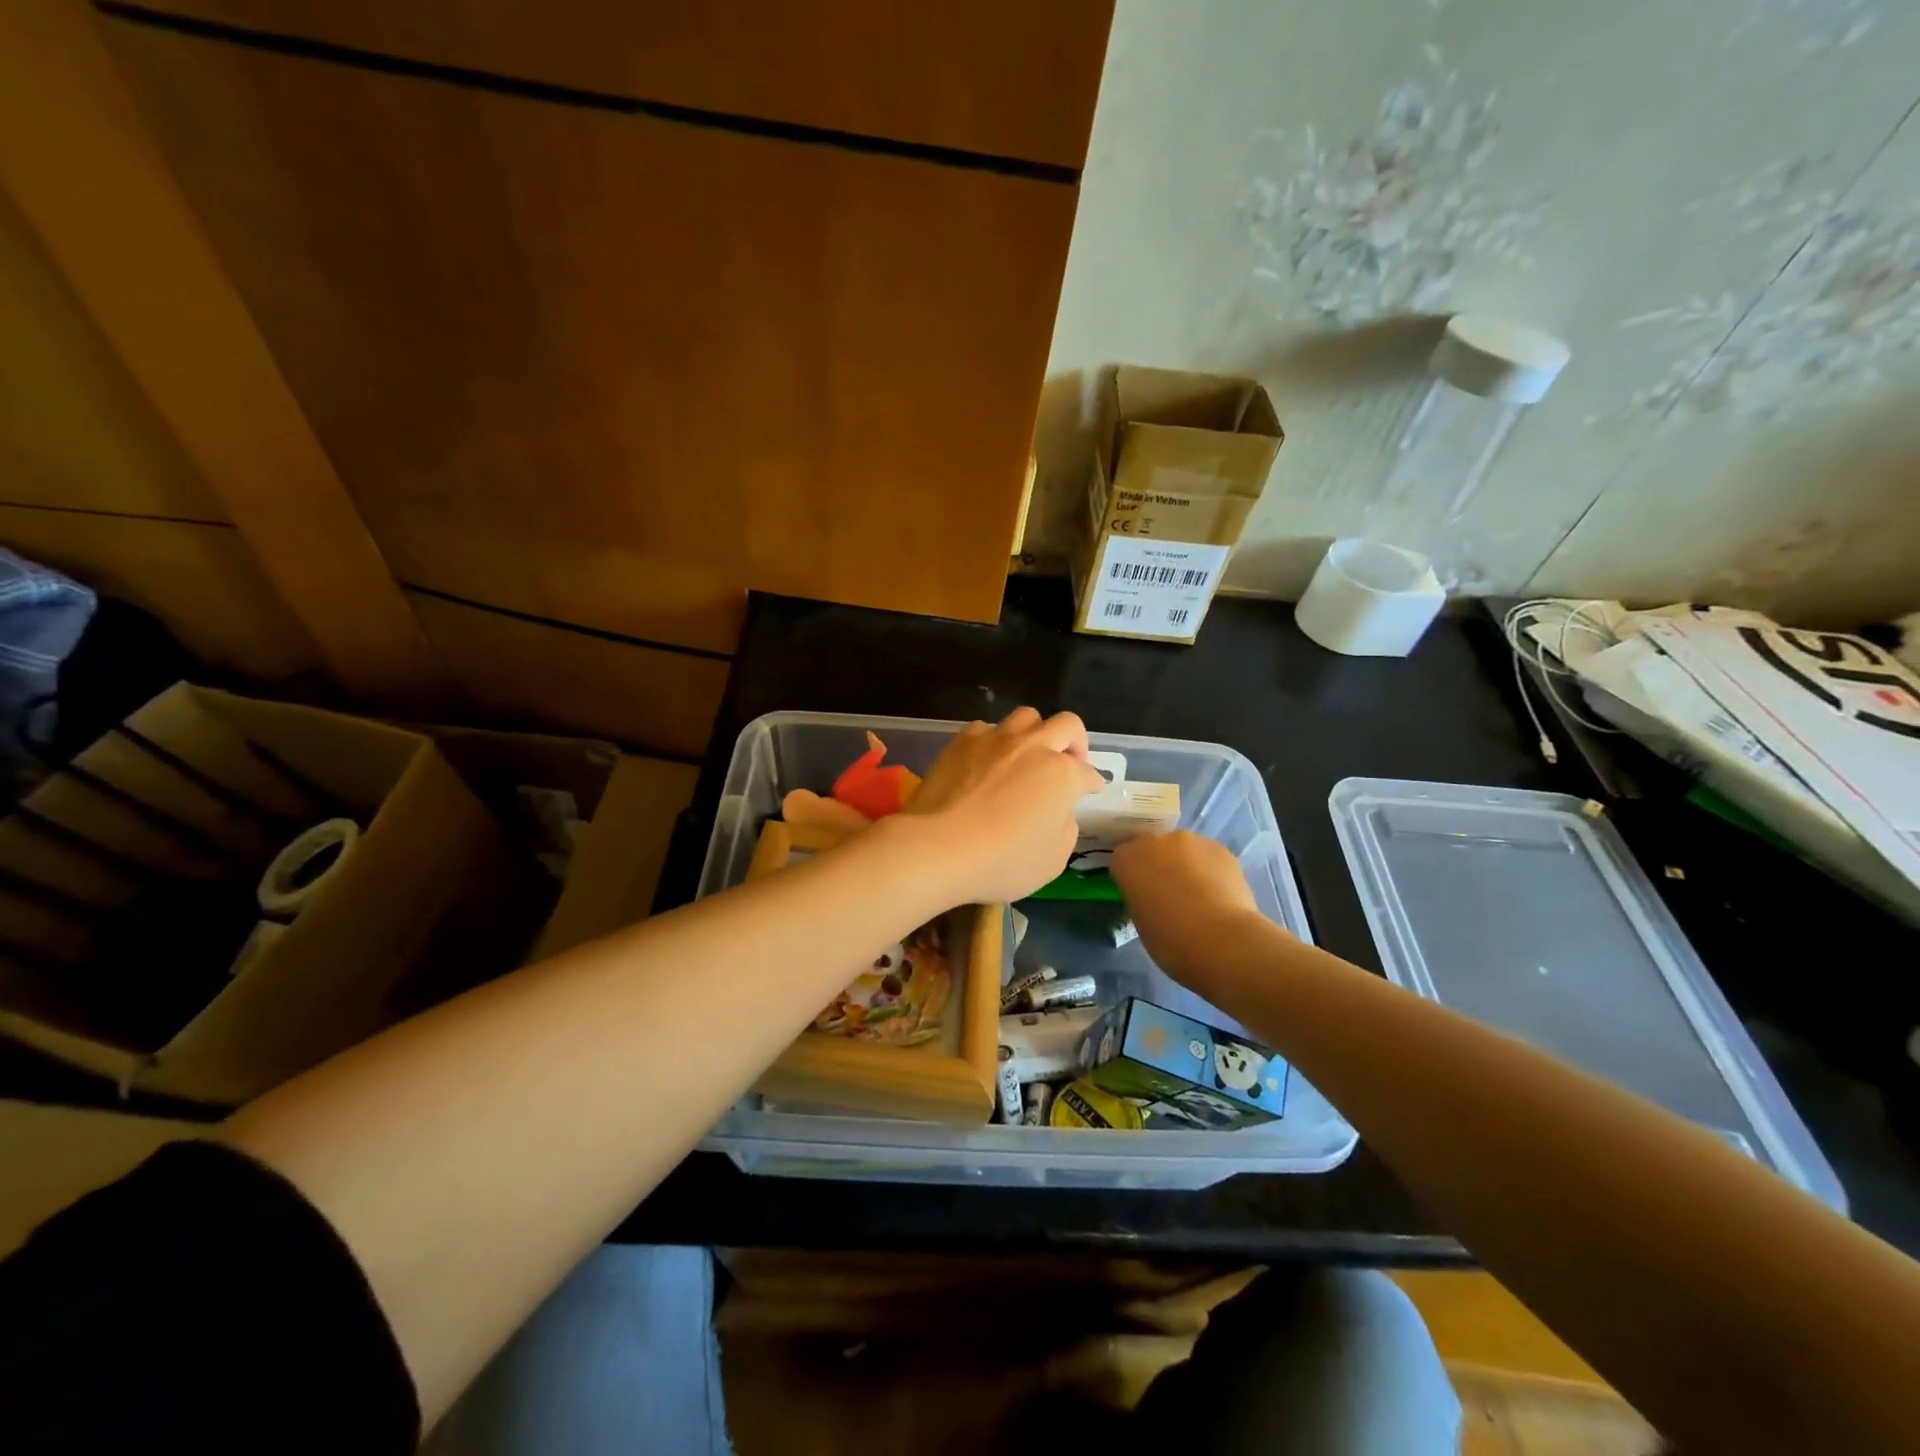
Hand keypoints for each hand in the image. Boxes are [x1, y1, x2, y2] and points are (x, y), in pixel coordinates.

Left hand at [897, 708, 1105, 904]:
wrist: (938, 847)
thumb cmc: (1002, 862)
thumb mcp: (1052, 861)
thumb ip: (1065, 830)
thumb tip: (1059, 812)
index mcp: (1063, 775)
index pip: (1088, 774)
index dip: (1091, 784)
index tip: (1089, 792)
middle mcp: (1034, 747)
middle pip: (1066, 725)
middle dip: (1075, 743)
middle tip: (1067, 764)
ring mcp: (996, 739)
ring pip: (1026, 716)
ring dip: (1034, 733)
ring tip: (1026, 755)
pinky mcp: (962, 741)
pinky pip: (985, 729)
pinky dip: (993, 741)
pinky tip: (986, 761)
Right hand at [1111, 831, 1274, 983]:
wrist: (1222, 941)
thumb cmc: (1171, 941)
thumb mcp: (1141, 923)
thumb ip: (1143, 899)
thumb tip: (1156, 898)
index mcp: (1127, 859)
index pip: (1123, 861)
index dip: (1134, 880)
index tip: (1142, 898)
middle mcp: (1155, 841)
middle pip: (1153, 849)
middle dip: (1160, 866)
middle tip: (1171, 896)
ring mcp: (1190, 841)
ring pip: (1183, 850)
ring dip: (1187, 866)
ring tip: (1201, 897)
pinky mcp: (1221, 848)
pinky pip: (1209, 857)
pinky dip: (1211, 870)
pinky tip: (1220, 895)